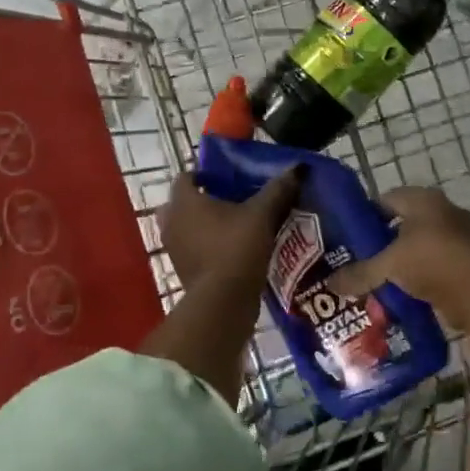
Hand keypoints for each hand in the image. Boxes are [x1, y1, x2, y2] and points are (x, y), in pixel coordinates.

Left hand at [159, 167, 303, 291]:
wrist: (223, 301)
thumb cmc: (237, 247)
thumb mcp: (263, 214)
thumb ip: (278, 190)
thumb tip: (298, 168)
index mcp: (185, 201)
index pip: (185, 176)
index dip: (205, 175)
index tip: (227, 179)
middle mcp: (172, 222)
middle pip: (183, 203)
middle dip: (202, 200)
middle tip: (230, 201)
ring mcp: (174, 249)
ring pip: (186, 228)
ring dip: (204, 225)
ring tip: (234, 226)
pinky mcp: (182, 271)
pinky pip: (192, 250)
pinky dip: (206, 247)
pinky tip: (232, 250)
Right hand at [332, 186, 469, 419]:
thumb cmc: (431, 261)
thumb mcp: (388, 266)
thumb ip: (360, 273)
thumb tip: (329, 284)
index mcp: (422, 199)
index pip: (386, 199)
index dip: (366, 215)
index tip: (349, 235)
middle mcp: (442, 210)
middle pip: (405, 221)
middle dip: (384, 239)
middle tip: (360, 257)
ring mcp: (458, 235)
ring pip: (421, 243)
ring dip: (404, 258)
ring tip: (379, 277)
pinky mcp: (467, 260)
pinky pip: (435, 263)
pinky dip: (420, 274)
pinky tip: (402, 290)